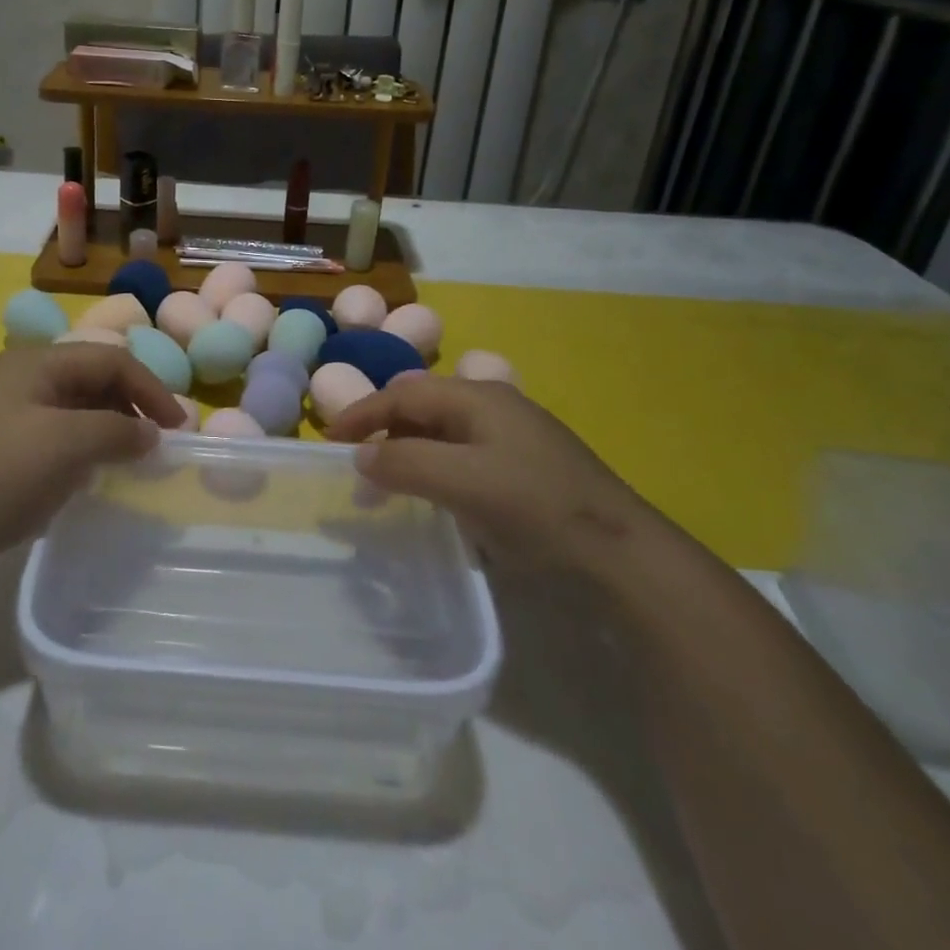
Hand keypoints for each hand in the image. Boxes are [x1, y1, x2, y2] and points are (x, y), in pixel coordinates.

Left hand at [0, 344, 186, 588]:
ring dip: (108, 428)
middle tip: (156, 443)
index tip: (178, 427)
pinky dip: (82, 449)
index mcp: (36, 362)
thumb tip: (150, 433)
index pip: (110, 359)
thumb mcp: (67, 445)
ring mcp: (6, 414)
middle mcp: (21, 378)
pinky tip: (91, 475)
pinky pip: (55, 436)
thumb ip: (117, 430)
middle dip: (130, 406)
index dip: (150, 388)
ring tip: (130, 460)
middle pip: (92, 379)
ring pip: (75, 409)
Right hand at [326, 376, 648, 576]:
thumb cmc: (535, 506)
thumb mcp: (462, 481)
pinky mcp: (523, 469)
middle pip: (421, 409)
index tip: (329, 442)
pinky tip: (433, 498)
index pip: (403, 394)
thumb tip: (361, 456)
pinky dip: (434, 471)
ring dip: (407, 455)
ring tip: (387, 490)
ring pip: (441, 435)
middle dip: (383, 433)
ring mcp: (512, 438)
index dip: (362, 413)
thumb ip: (405, 463)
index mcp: (477, 397)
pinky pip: (462, 458)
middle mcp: (492, 406)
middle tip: (357, 468)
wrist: (620, 555)